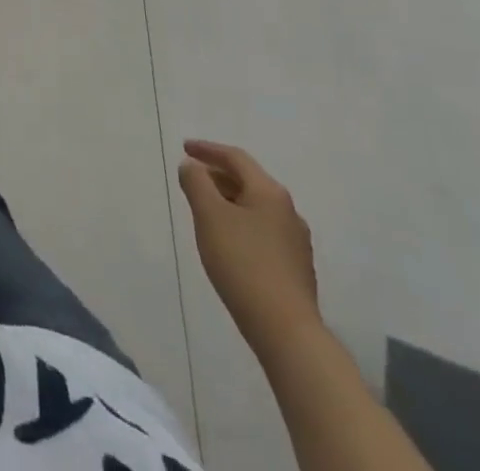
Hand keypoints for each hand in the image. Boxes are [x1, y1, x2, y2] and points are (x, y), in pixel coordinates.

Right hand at [178, 139, 320, 357]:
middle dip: (217, 175)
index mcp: (269, 192)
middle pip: (248, 181)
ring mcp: (296, 241)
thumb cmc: (243, 264)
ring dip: (229, 200)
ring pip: (255, 207)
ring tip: (205, 209)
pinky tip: (228, 241)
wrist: (287, 332)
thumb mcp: (209, 215)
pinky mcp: (296, 267)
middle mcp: (288, 211)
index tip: (184, 148)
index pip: (235, 158)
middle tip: (191, 179)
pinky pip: (262, 230)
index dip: (207, 149)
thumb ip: (196, 182)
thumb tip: (192, 166)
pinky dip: (240, 223)